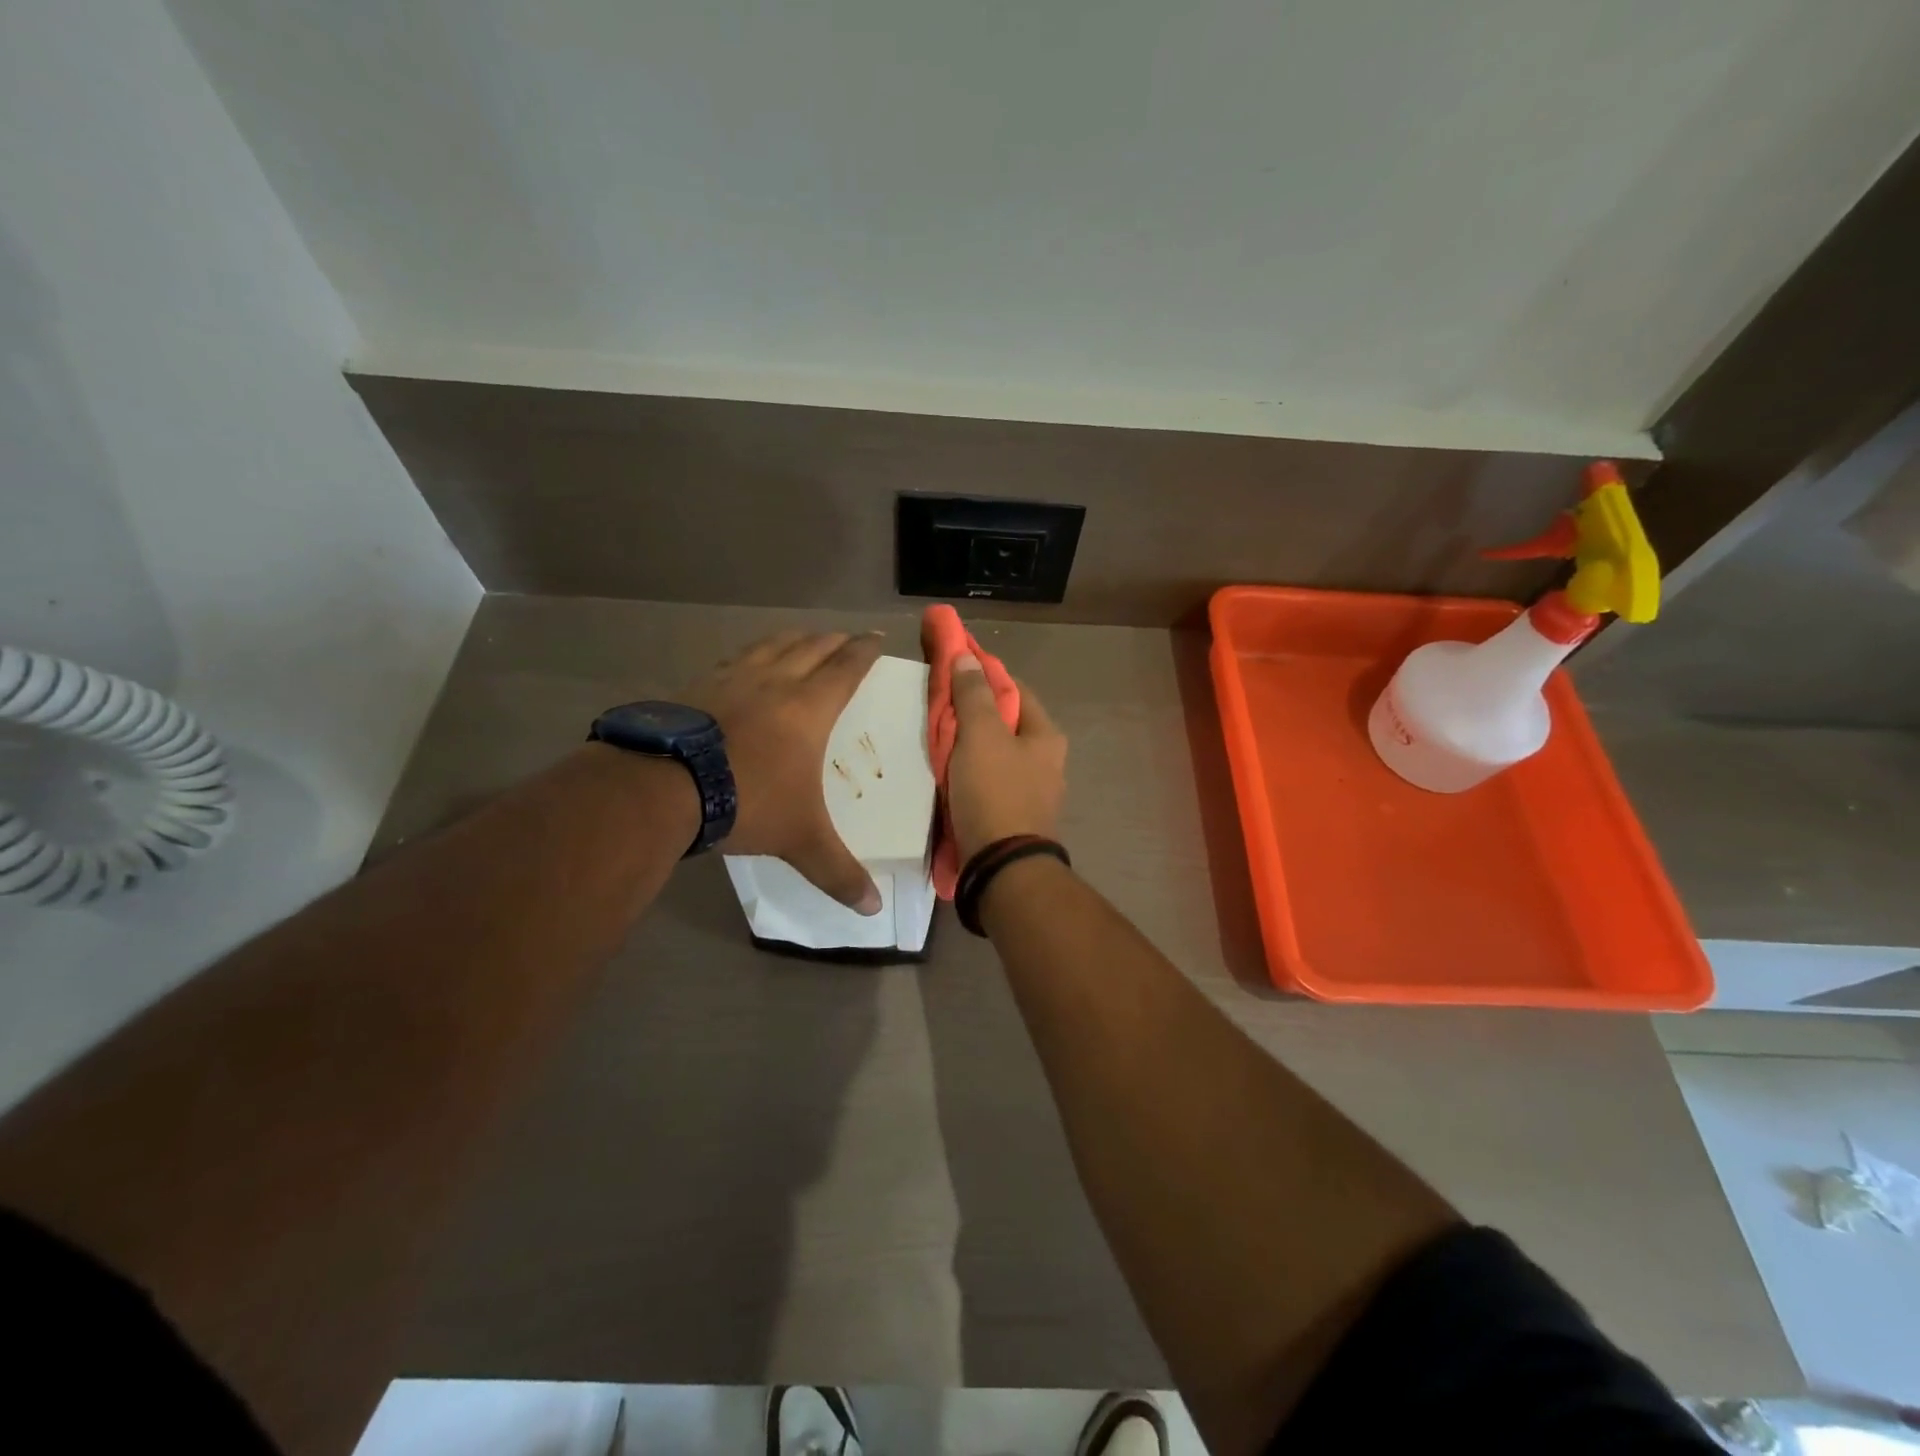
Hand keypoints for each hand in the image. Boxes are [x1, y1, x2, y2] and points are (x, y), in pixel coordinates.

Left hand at [683, 630, 884, 913]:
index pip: (846, 667)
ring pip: (771, 645)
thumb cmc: (747, 802)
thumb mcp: (799, 841)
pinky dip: (751, 655)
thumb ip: (837, 872)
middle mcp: (774, 682)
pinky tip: (744, 664)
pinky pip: (734, 659)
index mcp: (809, 708)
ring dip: (794, 639)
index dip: (865, 651)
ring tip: (803, 640)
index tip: (877, 638)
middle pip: (812, 647)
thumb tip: (872, 909)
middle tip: (846, 639)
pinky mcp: (697, 686)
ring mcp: (732, 679)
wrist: (663, 786)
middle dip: (834, 641)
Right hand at [946, 655, 1067, 862]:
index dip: (983, 675)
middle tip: (938, 708)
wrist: (1002, 868)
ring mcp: (1033, 792)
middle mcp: (1047, 761)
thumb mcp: (980, 735)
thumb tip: (968, 657)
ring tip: (937, 741)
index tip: (953, 668)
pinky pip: (989, 782)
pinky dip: (970, 774)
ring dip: (969, 746)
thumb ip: (973, 694)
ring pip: (995, 754)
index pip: (1014, 689)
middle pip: (1005, 723)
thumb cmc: (994, 792)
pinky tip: (948, 775)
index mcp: (1046, 735)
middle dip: (972, 713)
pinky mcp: (1015, 816)